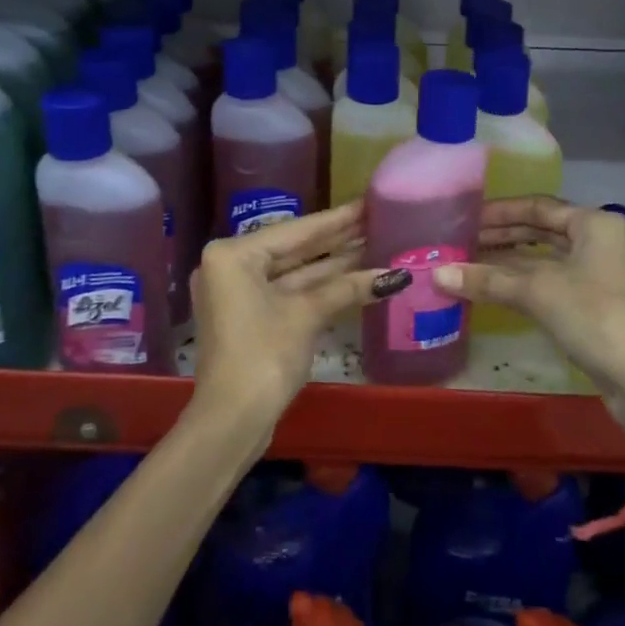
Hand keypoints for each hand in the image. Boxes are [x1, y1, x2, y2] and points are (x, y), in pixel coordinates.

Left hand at [189, 202, 398, 436]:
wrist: (231, 422)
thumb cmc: (263, 356)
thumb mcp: (307, 315)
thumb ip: (347, 288)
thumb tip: (394, 275)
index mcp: (234, 254)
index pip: (296, 231)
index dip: (336, 220)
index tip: (367, 203)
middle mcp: (231, 266)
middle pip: (294, 249)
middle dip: (337, 240)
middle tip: (376, 221)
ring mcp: (238, 293)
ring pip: (293, 272)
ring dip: (332, 265)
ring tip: (374, 245)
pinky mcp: (249, 317)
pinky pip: (288, 291)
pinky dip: (318, 288)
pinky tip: (354, 277)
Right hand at [434, 197, 624, 455]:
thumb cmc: (596, 316)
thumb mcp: (537, 291)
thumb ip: (487, 279)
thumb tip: (436, 275)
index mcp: (594, 223)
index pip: (539, 206)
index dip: (500, 212)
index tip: (466, 219)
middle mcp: (601, 242)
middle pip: (543, 231)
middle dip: (502, 237)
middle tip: (462, 243)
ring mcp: (602, 276)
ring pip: (547, 260)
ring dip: (510, 263)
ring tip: (470, 266)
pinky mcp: (599, 308)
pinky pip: (553, 284)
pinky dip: (524, 285)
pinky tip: (496, 291)